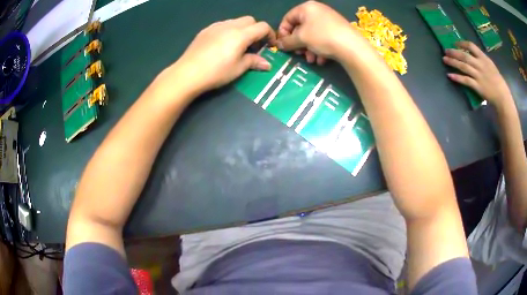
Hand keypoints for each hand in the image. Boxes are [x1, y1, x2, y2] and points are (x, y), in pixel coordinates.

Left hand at [171, 16, 275, 92]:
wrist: (188, 73)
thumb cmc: (216, 72)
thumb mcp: (238, 69)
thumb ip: (254, 62)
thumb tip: (267, 64)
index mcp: (241, 34)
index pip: (262, 26)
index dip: (270, 34)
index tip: (269, 45)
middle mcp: (230, 25)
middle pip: (250, 20)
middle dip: (256, 30)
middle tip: (253, 45)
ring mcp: (216, 26)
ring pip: (235, 21)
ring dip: (242, 29)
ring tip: (237, 45)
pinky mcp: (205, 30)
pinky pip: (222, 25)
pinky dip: (228, 30)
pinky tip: (222, 44)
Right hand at [277, 1, 365, 63]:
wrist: (352, 47)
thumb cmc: (322, 37)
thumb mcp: (301, 39)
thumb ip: (287, 41)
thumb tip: (279, 44)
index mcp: (307, 8)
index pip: (287, 18)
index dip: (283, 33)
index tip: (283, 45)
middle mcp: (317, 11)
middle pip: (300, 28)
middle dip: (299, 44)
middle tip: (299, 54)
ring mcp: (329, 20)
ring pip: (312, 35)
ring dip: (309, 49)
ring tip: (312, 60)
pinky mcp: (337, 30)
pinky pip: (323, 38)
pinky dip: (320, 49)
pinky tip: (322, 59)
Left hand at [443, 41, 512, 106]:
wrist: (502, 95)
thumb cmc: (497, 79)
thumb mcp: (490, 64)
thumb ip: (481, 59)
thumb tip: (470, 53)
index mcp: (484, 58)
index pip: (471, 46)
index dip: (462, 43)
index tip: (455, 43)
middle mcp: (480, 65)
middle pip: (465, 56)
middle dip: (454, 52)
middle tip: (445, 50)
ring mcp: (478, 76)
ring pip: (463, 66)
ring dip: (453, 62)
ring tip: (444, 59)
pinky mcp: (477, 86)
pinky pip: (465, 80)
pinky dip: (457, 77)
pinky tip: (449, 75)